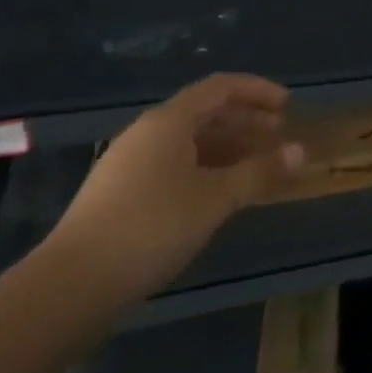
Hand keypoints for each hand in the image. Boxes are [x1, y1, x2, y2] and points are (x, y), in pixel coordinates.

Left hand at [46, 73, 303, 301]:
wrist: (71, 285)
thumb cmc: (152, 226)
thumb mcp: (215, 198)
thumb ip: (259, 172)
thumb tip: (300, 151)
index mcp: (169, 121)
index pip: (220, 87)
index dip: (257, 91)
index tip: (287, 105)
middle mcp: (148, 132)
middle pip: (204, 112)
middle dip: (245, 120)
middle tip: (278, 136)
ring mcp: (129, 163)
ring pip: (189, 141)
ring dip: (227, 146)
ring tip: (256, 166)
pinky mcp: (120, 193)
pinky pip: (174, 164)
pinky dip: (205, 168)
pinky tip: (219, 193)